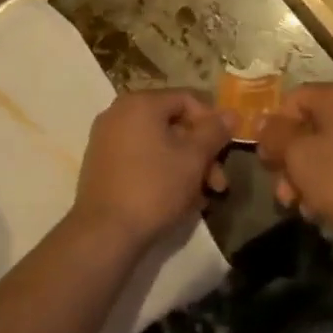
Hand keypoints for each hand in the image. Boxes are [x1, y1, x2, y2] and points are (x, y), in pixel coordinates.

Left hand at [71, 89, 231, 251]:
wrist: (104, 233)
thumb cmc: (154, 187)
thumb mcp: (193, 158)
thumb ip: (214, 132)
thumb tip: (231, 113)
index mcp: (140, 102)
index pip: (187, 100)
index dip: (212, 123)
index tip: (226, 151)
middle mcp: (119, 112)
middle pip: (172, 124)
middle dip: (200, 153)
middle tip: (218, 183)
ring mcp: (106, 138)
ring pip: (158, 144)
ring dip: (184, 166)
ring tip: (201, 199)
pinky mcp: (101, 163)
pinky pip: (140, 158)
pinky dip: (161, 172)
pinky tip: (177, 200)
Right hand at [256, 83, 332, 241]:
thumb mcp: (299, 157)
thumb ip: (276, 136)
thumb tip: (262, 122)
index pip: (293, 99)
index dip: (274, 128)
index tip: (267, 161)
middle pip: (312, 126)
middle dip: (292, 160)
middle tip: (283, 193)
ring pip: (331, 149)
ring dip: (311, 176)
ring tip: (305, 209)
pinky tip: (328, 212)